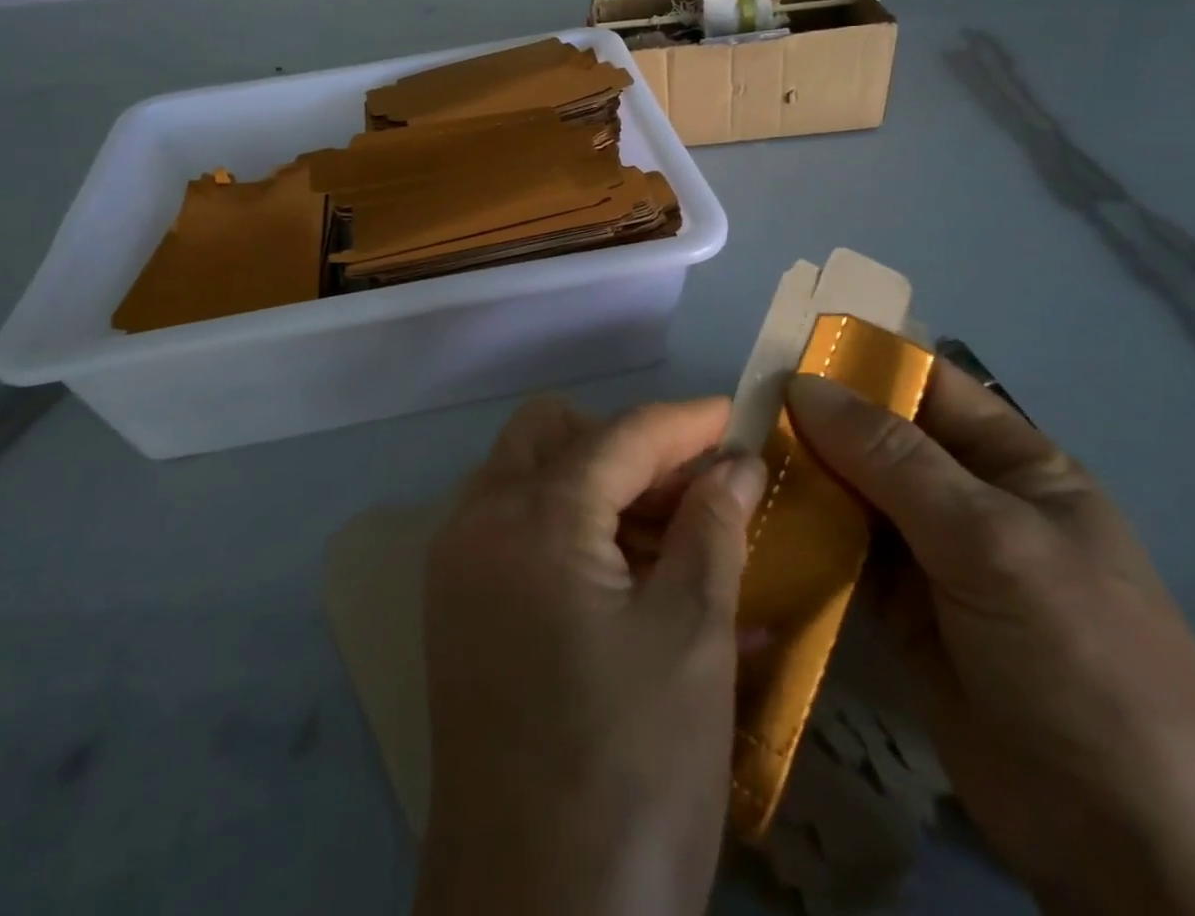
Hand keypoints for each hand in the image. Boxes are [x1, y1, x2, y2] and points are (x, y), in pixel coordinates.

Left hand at [415, 397, 767, 915]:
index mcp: (534, 519)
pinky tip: (633, 579)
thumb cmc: (630, 775)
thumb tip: (737, 464)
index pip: (620, 435)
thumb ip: (713, 531)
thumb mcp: (692, 642)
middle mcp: (478, 523)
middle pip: (552, 434)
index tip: (737, 419)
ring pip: (528, 477)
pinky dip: (570, 530)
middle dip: (626, 445)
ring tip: (674, 536)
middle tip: (692, 488)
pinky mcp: (457, 612)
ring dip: (597, 484)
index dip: (685, 422)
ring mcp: (457, 568)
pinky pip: (514, 531)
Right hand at [786, 364, 1194, 915]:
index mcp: (1015, 466)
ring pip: (855, 496)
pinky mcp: (901, 615)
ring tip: (733, 461)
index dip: (864, 365)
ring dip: (804, 478)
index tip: (783, 351)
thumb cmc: (1078, 658)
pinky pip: (843, 556)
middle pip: (882, 441)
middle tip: (738, 412)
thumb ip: (893, 459)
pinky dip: (804, 537)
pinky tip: (754, 521)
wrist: (1131, 850)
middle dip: (818, 423)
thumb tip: (804, 383)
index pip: (930, 389)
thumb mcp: (991, 540)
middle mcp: (970, 502)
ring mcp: (934, 561)